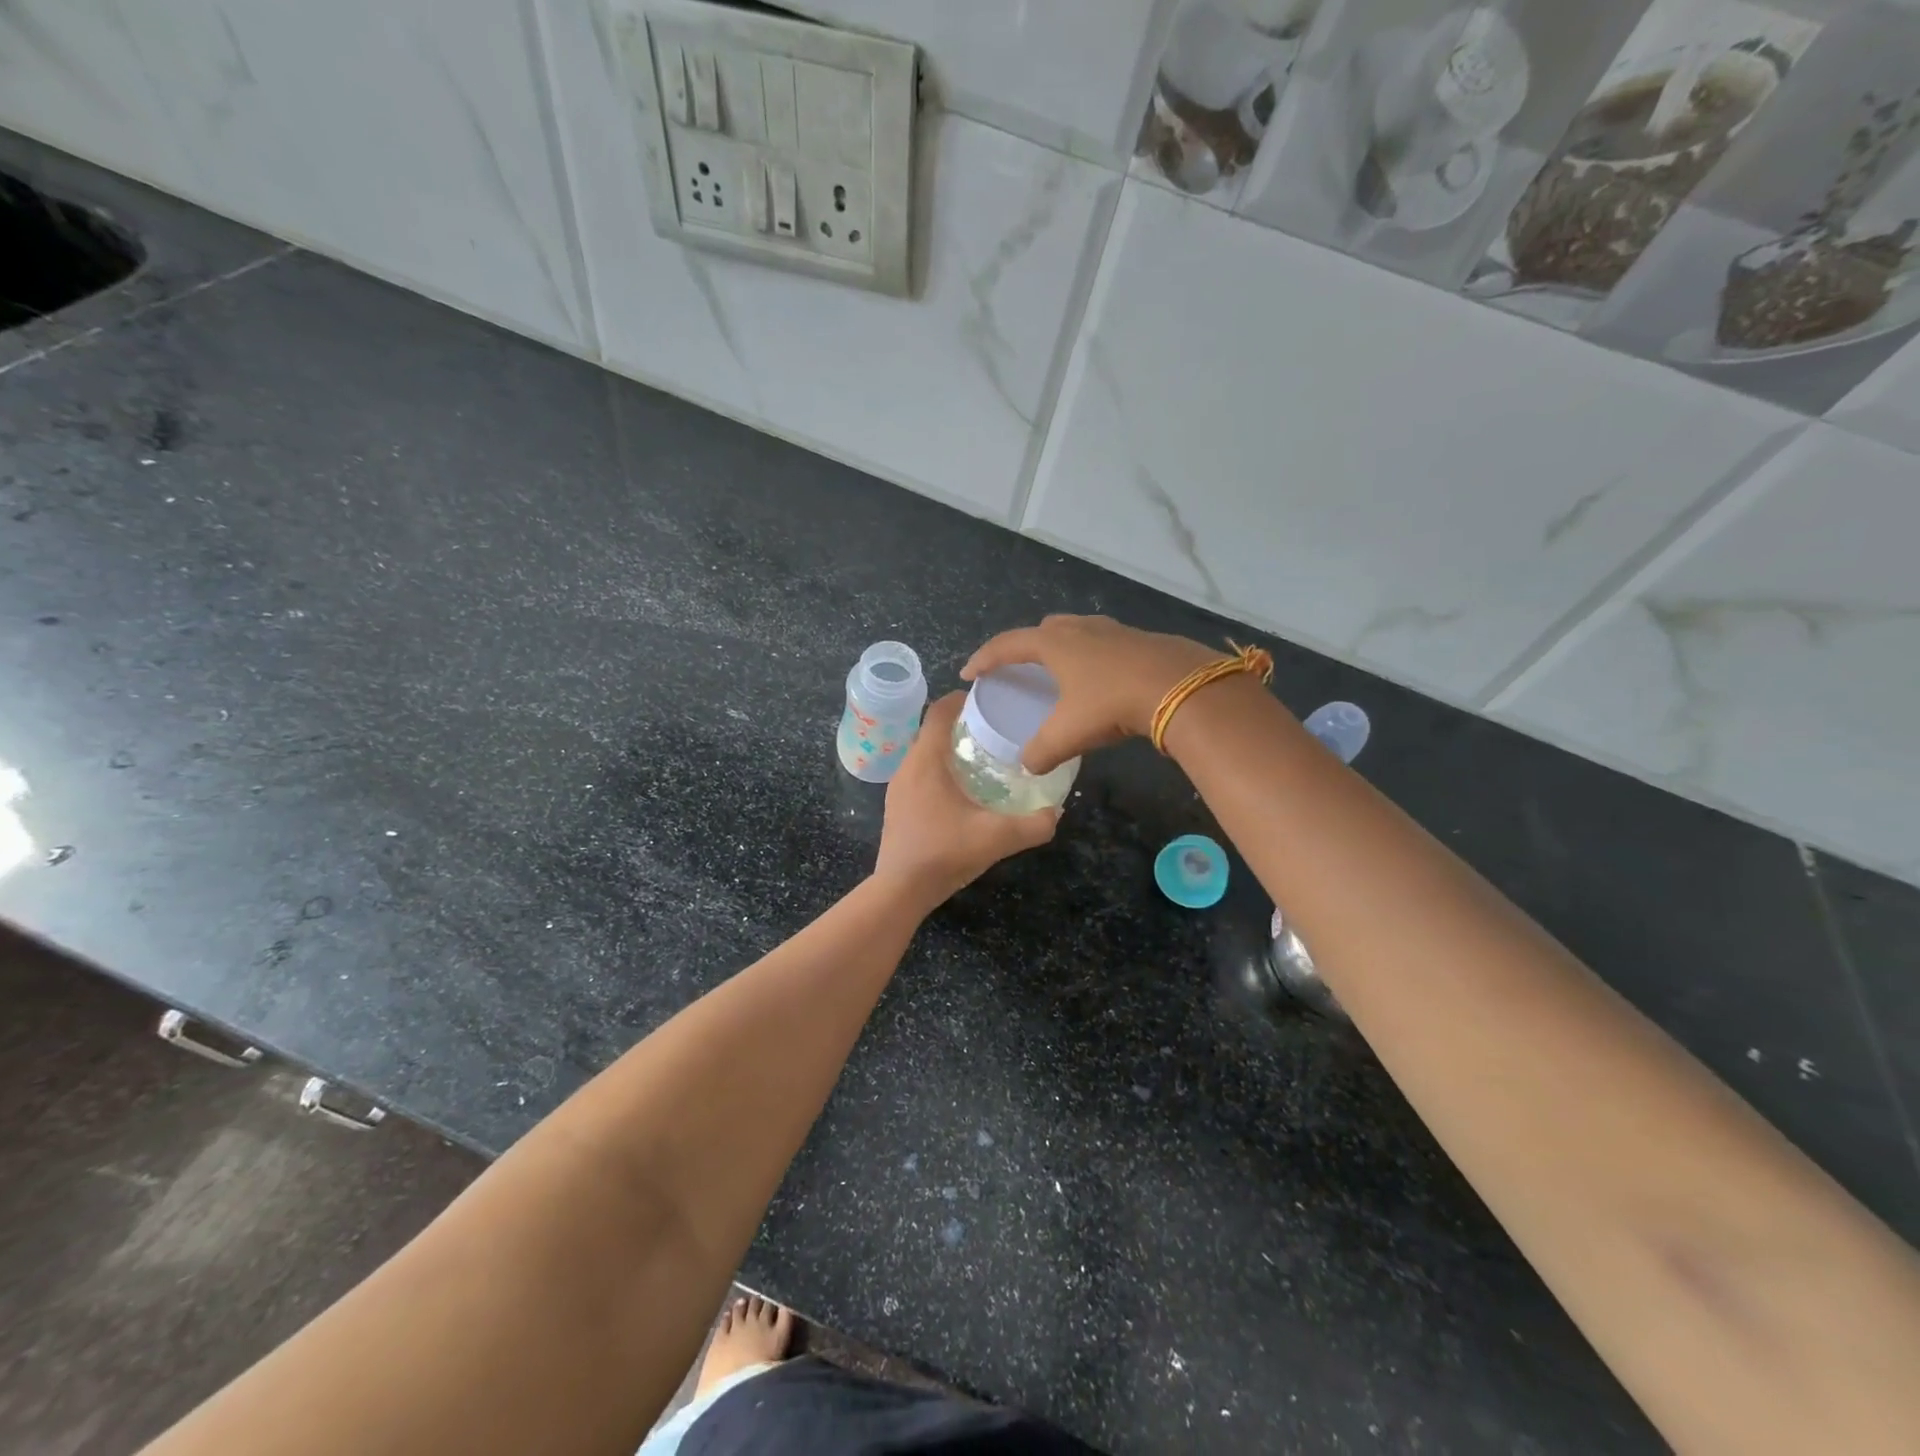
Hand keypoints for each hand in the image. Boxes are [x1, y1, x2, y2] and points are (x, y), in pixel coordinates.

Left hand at [872, 694, 1058, 910]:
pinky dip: (939, 769)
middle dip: (960, 723)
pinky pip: (919, 773)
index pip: (939, 711)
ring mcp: (898, 787)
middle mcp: (907, 766)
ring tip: (981, 756)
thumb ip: (1033, 825)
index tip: (988, 700)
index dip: (961, 699)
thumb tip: (1056, 812)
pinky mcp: (897, 805)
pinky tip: (962, 789)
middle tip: (993, 729)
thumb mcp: (997, 838)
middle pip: (931, 729)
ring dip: (949, 747)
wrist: (900, 890)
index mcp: (926, 760)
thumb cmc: (944, 853)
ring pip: (924, 753)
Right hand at [961, 615, 1218, 772]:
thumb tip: (1028, 765)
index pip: (1007, 645)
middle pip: (1043, 631)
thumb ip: (1042, 751)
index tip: (969, 673)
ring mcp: (1113, 631)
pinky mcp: (1140, 641)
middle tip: (1019, 670)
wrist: (1181, 687)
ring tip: (1059, 675)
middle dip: (1026, 647)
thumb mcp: (1069, 733)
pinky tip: (1100, 682)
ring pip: (1077, 633)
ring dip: (1062, 650)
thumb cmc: (1113, 702)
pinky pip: (1103, 645)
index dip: (984, 659)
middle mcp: (1080, 629)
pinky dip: (1091, 659)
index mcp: (1054, 643)